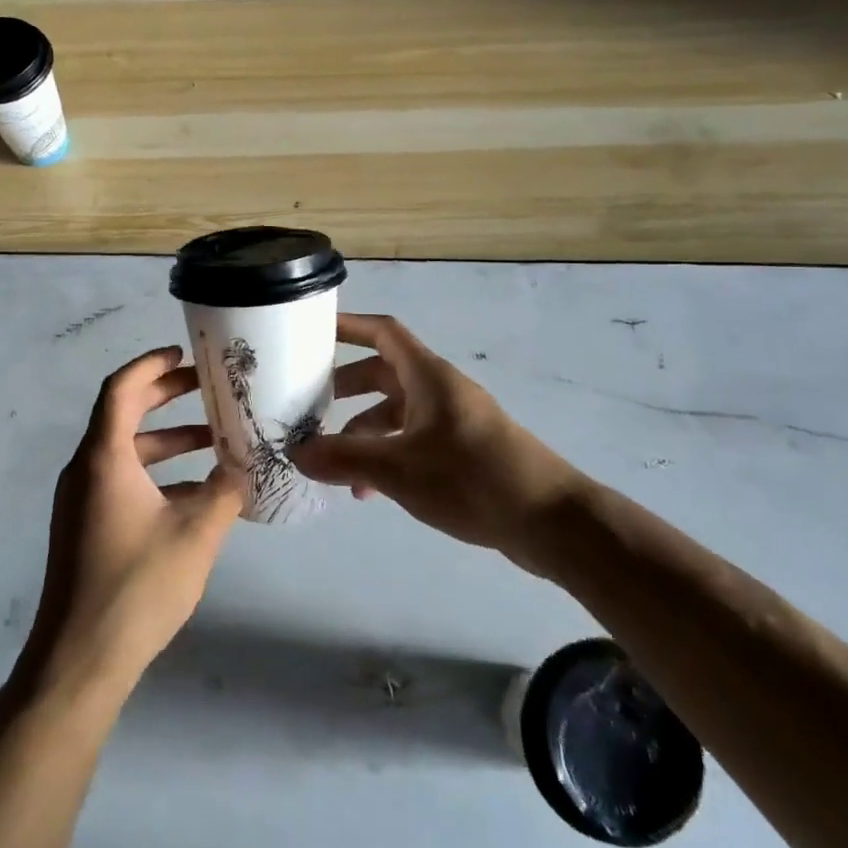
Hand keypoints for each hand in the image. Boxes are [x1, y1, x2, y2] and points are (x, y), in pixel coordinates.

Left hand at [18, 347, 243, 701]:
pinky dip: (156, 474)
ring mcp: (81, 500)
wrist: (79, 661)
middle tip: (207, 387)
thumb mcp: (196, 534)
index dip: (151, 364)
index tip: (184, 354)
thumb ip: (226, 491)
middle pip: (123, 413)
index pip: (121, 388)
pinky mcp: (85, 526)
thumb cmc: (137, 587)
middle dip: (165, 396)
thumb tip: (250, 465)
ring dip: (167, 440)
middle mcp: (86, 469)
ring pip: (125, 451)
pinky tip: (197, 493)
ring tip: (214, 440)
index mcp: (104, 458)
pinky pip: (121, 480)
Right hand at [290, 314, 584, 560]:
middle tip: (310, 403)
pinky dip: (388, 456)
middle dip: (346, 387)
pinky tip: (370, 491)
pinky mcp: (464, 452)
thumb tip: (296, 454)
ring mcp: (454, 422)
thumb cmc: (472, 478)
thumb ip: (344, 458)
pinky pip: (413, 442)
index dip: (348, 325)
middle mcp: (440, 390)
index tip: (312, 331)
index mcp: (428, 376)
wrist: (551, 522)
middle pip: (384, 373)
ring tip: (334, 463)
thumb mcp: (398, 468)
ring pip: (397, 412)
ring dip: (364, 431)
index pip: (383, 332)